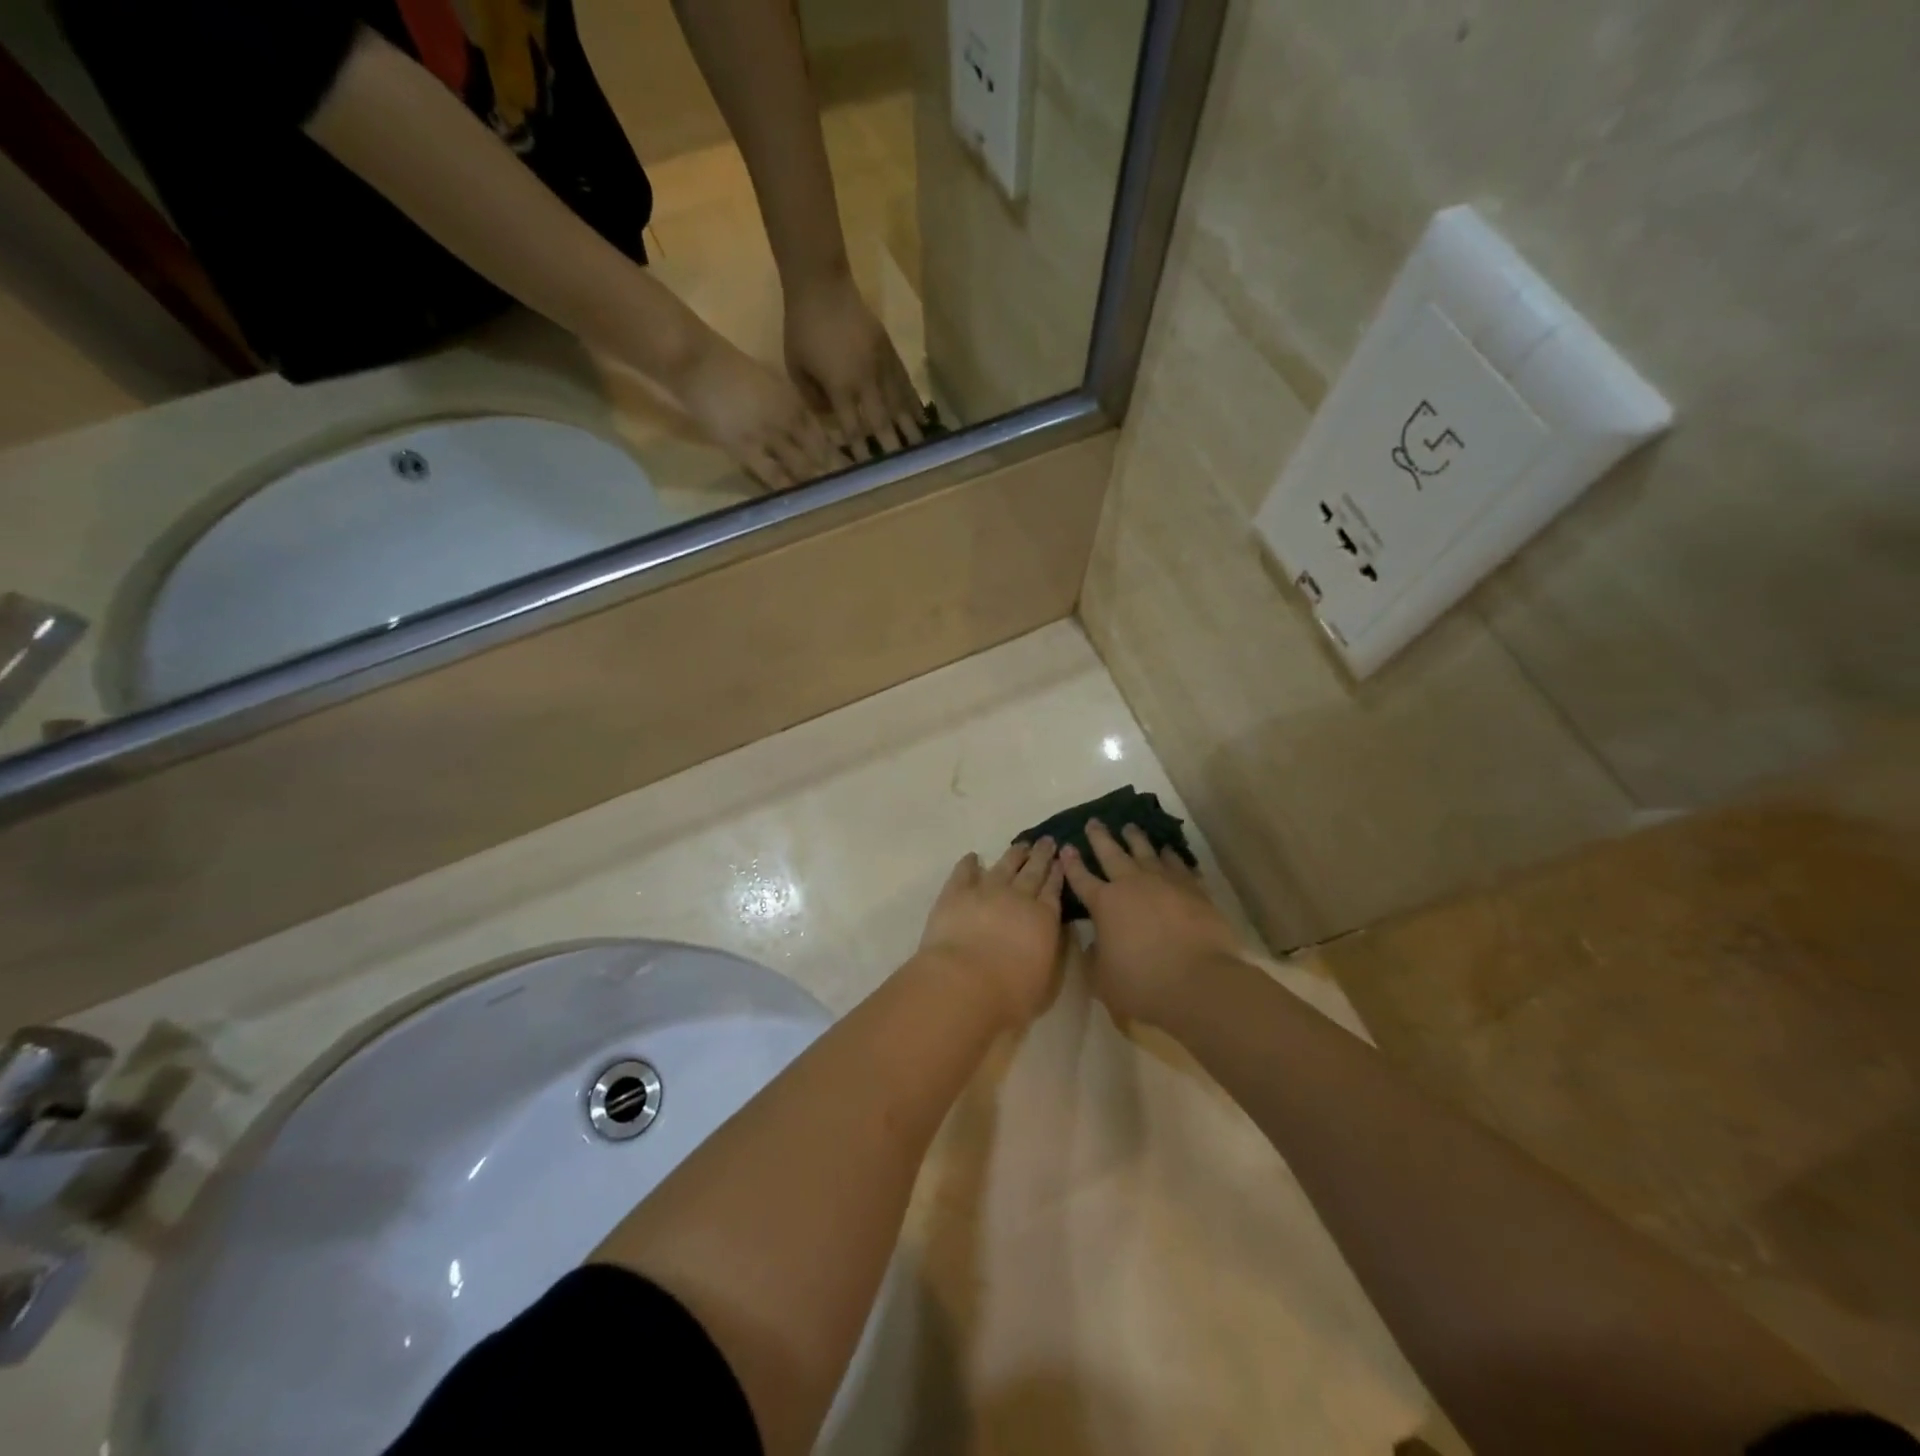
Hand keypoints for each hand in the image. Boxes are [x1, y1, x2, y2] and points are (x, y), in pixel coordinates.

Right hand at [669, 330, 842, 489]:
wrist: (699, 362)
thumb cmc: (733, 370)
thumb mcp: (771, 383)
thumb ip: (790, 407)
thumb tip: (805, 429)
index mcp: (795, 403)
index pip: (825, 436)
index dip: (840, 456)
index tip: (854, 473)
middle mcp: (789, 421)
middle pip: (819, 453)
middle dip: (835, 474)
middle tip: (851, 495)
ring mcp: (769, 436)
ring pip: (802, 465)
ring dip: (816, 483)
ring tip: (830, 502)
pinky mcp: (747, 450)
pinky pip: (773, 474)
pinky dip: (788, 488)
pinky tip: (799, 501)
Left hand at [784, 269, 924, 461]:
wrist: (822, 285)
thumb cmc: (802, 327)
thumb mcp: (796, 366)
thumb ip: (813, 398)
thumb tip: (832, 419)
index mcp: (840, 387)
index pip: (853, 427)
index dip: (861, 451)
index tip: (868, 472)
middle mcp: (865, 381)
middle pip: (882, 421)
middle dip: (891, 447)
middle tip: (901, 470)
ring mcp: (881, 366)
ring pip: (898, 404)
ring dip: (909, 429)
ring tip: (920, 450)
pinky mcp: (890, 353)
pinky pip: (905, 384)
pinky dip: (914, 403)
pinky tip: (922, 418)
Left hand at [916, 839, 1064, 1027]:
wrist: (964, 983)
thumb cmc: (1010, 994)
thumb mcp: (1047, 980)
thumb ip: (1053, 952)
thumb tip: (1056, 932)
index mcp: (1043, 918)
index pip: (1054, 889)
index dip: (1058, 873)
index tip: (1061, 859)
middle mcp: (1018, 897)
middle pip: (1033, 871)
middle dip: (1042, 855)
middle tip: (1047, 841)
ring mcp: (986, 890)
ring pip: (1004, 865)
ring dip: (1014, 854)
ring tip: (1021, 844)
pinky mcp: (956, 893)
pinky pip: (965, 871)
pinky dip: (970, 862)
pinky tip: (973, 857)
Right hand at [1060, 821, 1248, 1024]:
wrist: (1200, 981)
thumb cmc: (1143, 983)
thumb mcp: (1104, 978)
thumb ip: (1096, 956)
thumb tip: (1096, 942)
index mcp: (1105, 903)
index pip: (1081, 878)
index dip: (1071, 863)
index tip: (1065, 847)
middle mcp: (1132, 884)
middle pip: (1112, 853)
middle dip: (1100, 837)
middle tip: (1094, 822)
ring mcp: (1165, 883)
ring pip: (1146, 852)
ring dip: (1136, 838)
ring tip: (1130, 827)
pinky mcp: (1193, 889)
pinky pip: (1178, 865)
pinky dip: (1171, 856)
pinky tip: (1168, 851)